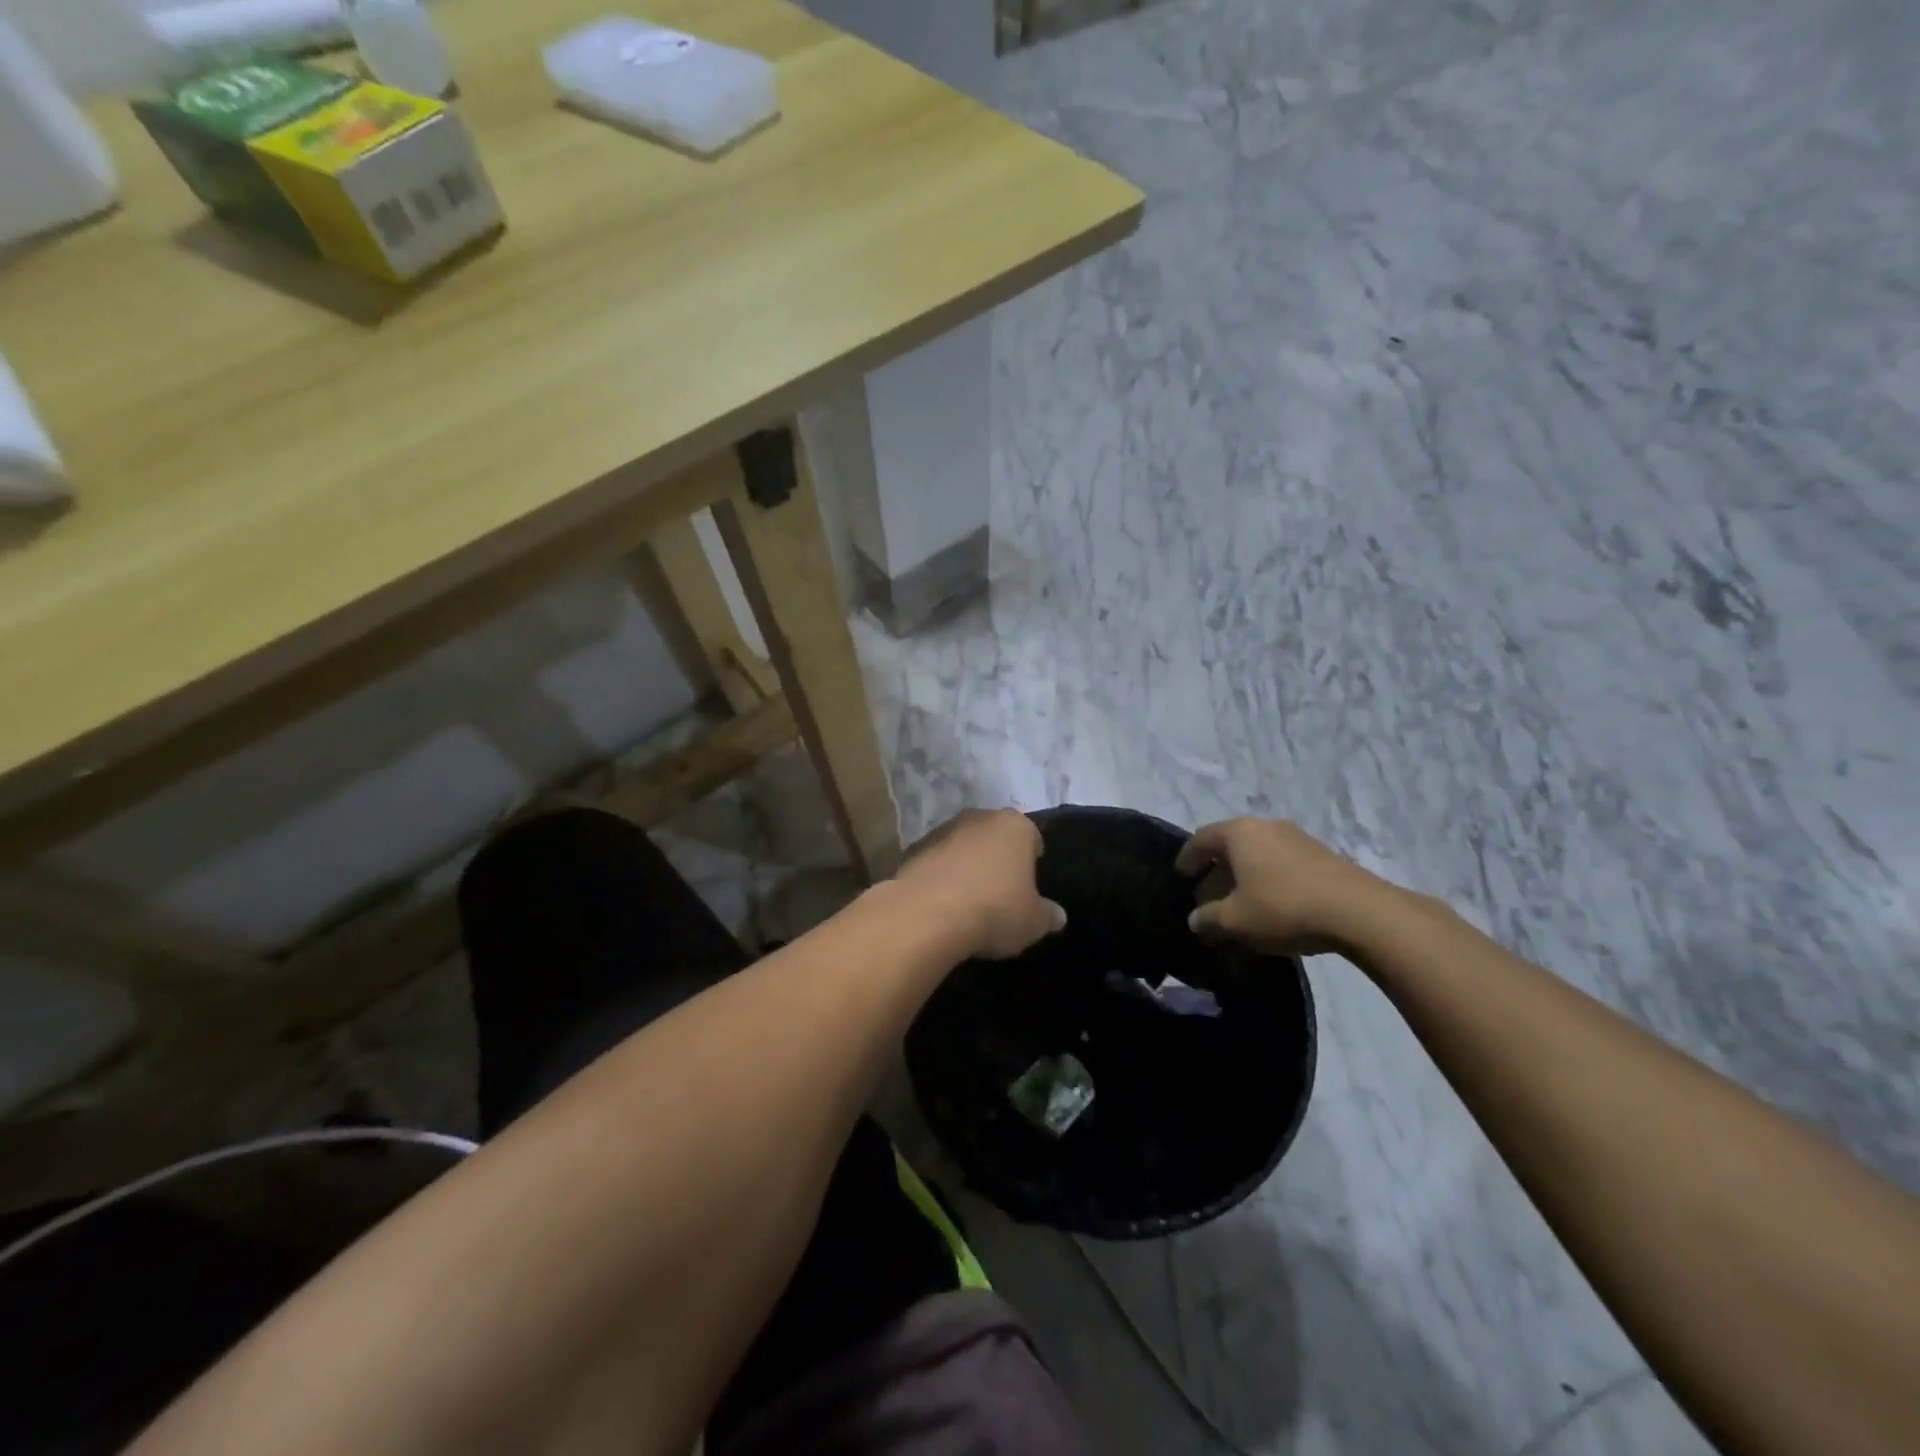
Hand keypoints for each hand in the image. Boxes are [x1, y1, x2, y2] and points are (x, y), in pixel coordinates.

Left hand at [895, 809, 1067, 959]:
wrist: (927, 914)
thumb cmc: (994, 910)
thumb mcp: (1033, 922)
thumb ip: (1048, 915)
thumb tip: (1058, 915)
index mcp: (1015, 826)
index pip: (1032, 836)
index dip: (1032, 859)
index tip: (1028, 884)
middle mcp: (979, 818)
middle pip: (995, 835)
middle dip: (998, 857)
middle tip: (1001, 890)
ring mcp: (943, 829)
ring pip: (963, 845)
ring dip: (966, 863)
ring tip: (968, 899)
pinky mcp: (914, 848)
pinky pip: (936, 861)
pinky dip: (940, 875)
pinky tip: (941, 902)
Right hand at [1174, 817, 1395, 957]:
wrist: (1360, 912)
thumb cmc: (1284, 908)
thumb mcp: (1235, 921)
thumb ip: (1208, 919)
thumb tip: (1195, 919)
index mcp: (1238, 833)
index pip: (1200, 839)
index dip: (1187, 859)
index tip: (1181, 876)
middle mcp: (1265, 826)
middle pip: (1230, 844)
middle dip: (1216, 868)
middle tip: (1208, 894)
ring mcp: (1297, 837)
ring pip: (1258, 852)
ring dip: (1244, 874)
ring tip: (1241, 902)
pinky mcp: (1322, 854)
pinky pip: (1281, 861)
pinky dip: (1268, 877)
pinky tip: (1272, 904)